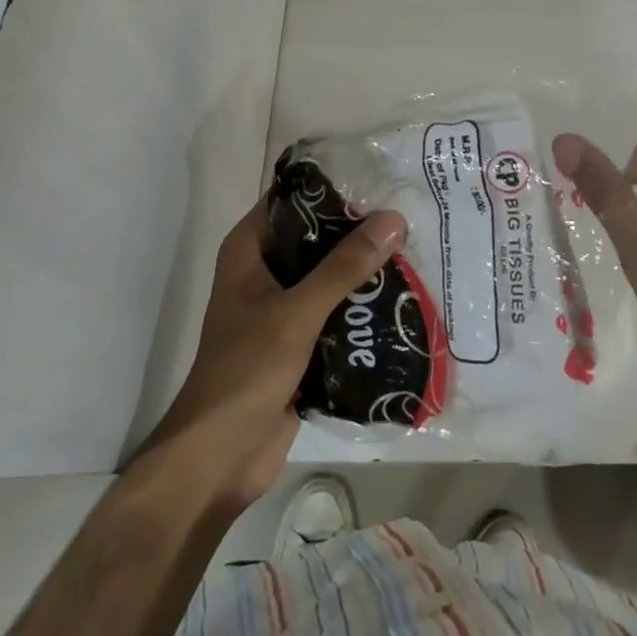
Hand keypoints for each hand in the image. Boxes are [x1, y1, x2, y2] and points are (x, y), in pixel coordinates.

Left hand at [146, 197, 406, 510]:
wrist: (220, 459)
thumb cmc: (246, 371)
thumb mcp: (297, 312)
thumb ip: (344, 267)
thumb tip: (393, 219)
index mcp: (249, 251)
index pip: (291, 198)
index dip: (330, 185)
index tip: (378, 176)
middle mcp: (265, 271)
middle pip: (316, 236)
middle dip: (358, 229)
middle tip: (409, 214)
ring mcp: (282, 308)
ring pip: (329, 274)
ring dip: (365, 268)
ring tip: (416, 248)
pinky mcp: (300, 342)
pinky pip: (336, 311)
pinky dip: (362, 305)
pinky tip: (403, 296)